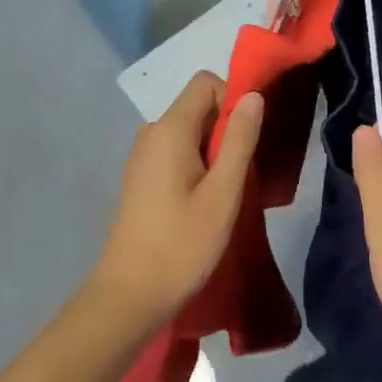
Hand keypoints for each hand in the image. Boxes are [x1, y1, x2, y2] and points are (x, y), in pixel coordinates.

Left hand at [90, 73, 262, 328]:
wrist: (128, 297)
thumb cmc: (181, 245)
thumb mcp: (223, 193)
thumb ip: (240, 140)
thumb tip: (253, 94)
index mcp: (170, 129)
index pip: (206, 83)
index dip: (232, 99)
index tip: (248, 138)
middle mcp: (152, 132)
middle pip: (198, 106)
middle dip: (226, 128)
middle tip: (242, 172)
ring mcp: (143, 155)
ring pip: (190, 130)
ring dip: (214, 149)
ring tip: (226, 191)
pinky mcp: (141, 177)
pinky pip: (177, 151)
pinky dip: (197, 163)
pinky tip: (204, 202)